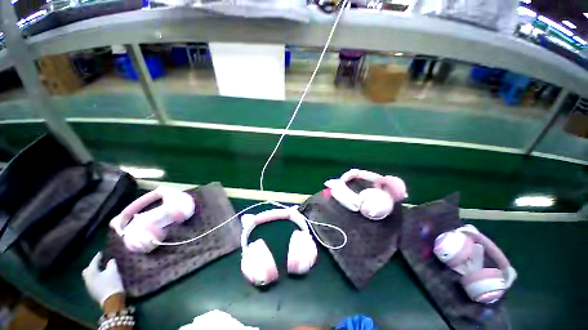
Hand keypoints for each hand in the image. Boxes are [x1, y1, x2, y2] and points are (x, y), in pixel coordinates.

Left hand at [82, 252, 124, 305]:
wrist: (112, 300)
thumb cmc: (112, 283)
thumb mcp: (113, 271)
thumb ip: (111, 264)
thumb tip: (110, 260)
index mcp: (91, 272)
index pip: (93, 262)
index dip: (98, 256)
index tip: (101, 252)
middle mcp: (87, 279)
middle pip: (87, 270)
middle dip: (92, 265)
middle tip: (99, 262)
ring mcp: (89, 286)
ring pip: (89, 276)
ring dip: (94, 272)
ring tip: (101, 270)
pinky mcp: (92, 291)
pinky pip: (92, 281)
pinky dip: (96, 278)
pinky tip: (102, 278)